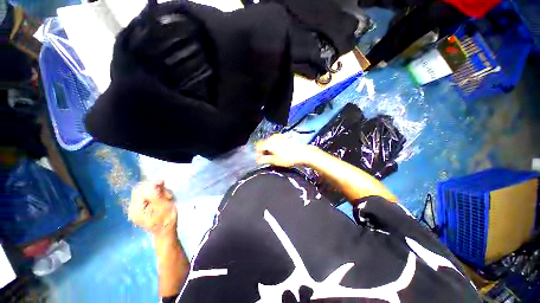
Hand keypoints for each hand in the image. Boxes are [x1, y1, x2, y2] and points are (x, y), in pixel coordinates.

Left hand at [128, 180, 177, 235]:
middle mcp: (132, 208)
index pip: (140, 189)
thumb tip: (155, 182)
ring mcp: (135, 209)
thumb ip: (157, 194)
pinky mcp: (140, 209)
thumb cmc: (167, 220)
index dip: (151, 183)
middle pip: (140, 190)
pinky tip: (162, 199)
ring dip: (156, 191)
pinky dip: (154, 195)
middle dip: (154, 187)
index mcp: (136, 209)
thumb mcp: (164, 207)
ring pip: (143, 192)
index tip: (163, 183)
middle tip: (165, 191)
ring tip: (166, 197)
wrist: (165, 232)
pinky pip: (145, 196)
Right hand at [255, 134, 313, 167]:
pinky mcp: (284, 137)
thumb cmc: (289, 158)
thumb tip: (258, 160)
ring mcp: (279, 136)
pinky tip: (278, 151)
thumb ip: (264, 160)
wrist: (303, 153)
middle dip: (262, 151)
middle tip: (265, 159)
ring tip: (272, 156)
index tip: (259, 160)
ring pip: (269, 142)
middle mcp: (272, 137)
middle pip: (263, 143)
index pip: (258, 146)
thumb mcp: (275, 161)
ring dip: (268, 149)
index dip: (257, 154)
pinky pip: (275, 141)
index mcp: (269, 143)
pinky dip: (273, 146)